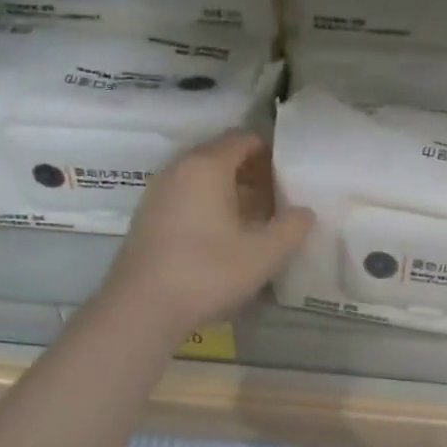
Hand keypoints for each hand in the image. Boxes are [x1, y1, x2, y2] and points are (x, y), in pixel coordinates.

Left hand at [98, 131, 313, 340]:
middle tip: (278, 199)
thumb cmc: (207, 273)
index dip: (270, 152)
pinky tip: (224, 236)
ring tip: (256, 219)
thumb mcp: (263, 254)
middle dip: (252, 172)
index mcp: (206, 166)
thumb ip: (292, 228)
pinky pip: (186, 196)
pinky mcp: (148, 216)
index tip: (290, 176)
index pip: (243, 138)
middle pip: (221, 155)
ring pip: (202, 177)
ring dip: (231, 190)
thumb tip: (304, 212)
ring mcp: (158, 192)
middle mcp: (179, 169)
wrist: (142, 309)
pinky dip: (208, 204)